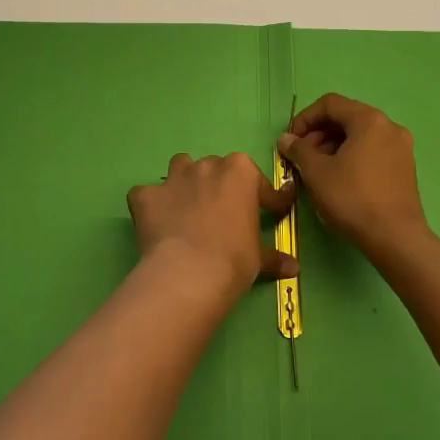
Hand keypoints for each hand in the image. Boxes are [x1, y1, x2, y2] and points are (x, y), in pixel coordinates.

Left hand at [126, 153, 297, 307]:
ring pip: (181, 167)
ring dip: (185, 182)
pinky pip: (146, 194)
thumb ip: (274, 256)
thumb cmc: (234, 259)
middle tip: (224, 215)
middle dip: (221, 187)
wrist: (189, 272)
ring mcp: (173, 178)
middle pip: (217, 169)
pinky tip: (156, 221)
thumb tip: (293, 267)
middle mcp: (207, 166)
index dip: (270, 200)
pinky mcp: (146, 196)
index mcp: (240, 172)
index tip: (274, 212)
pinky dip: (151, 204)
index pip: (261, 184)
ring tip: (189, 207)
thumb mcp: (259, 258)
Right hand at [278, 94, 430, 261]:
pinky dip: (351, 157)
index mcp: (369, 120)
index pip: (329, 104)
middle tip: (301, 157)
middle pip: (345, 118)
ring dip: (332, 147)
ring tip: (316, 171)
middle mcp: (389, 127)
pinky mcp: (405, 168)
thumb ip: (298, 150)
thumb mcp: (316, 172)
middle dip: (318, 134)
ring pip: (358, 136)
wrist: (395, 238)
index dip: (304, 119)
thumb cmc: (352, 198)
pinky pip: (371, 151)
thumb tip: (286, 139)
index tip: (291, 141)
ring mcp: (401, 148)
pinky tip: (338, 179)